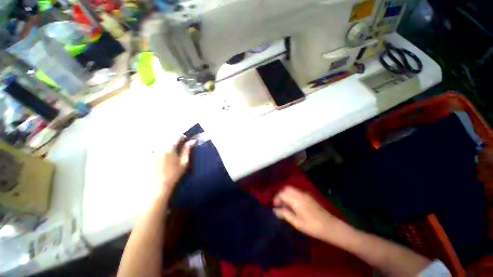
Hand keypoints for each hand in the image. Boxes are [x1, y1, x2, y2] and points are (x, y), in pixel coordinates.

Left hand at [156, 136, 194, 195]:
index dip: (183, 137)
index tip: (186, 140)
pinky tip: (166, 155)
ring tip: (173, 149)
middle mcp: (160, 146)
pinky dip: (161, 146)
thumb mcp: (184, 161)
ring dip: (168, 142)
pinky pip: (156, 146)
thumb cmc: (174, 173)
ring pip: (162, 140)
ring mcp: (153, 150)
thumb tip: (193, 141)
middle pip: (169, 137)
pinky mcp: (149, 154)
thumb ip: (187, 149)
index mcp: (170, 147)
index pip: (177, 136)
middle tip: (179, 145)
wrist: (159, 184)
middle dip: (175, 139)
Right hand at [273, 186, 348, 242]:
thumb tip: (275, 210)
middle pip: (286, 188)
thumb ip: (285, 214)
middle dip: (281, 194)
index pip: (282, 194)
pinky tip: (293, 204)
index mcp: (296, 200)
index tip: (275, 206)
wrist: (330, 226)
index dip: (276, 198)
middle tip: (279, 204)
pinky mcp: (309, 196)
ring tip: (285, 205)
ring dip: (286, 194)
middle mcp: (299, 194)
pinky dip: (292, 194)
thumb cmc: (312, 226)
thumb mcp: (297, 222)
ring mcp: (305, 194)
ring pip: (291, 189)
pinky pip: (297, 191)